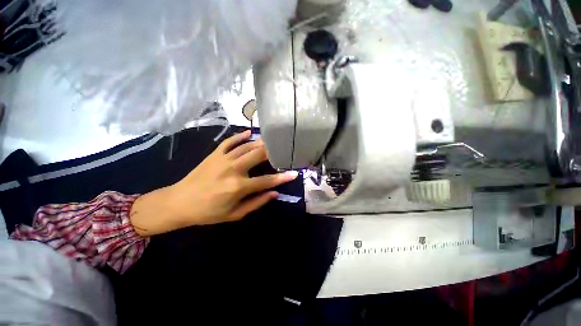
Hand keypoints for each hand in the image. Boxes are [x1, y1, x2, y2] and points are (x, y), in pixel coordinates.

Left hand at [129, 131, 298, 235]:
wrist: (179, 202)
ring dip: (261, 143)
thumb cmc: (209, 212)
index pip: (267, 180)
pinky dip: (240, 136)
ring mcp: (223, 159)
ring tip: (272, 141)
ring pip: (247, 146)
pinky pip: (230, 141)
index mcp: (239, 186)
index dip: (282, 177)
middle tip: (283, 149)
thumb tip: (275, 193)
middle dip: (273, 151)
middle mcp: (233, 169)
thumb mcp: (235, 214)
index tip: (294, 173)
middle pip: (259, 155)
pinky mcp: (215, 154)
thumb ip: (257, 203)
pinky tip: (249, 133)